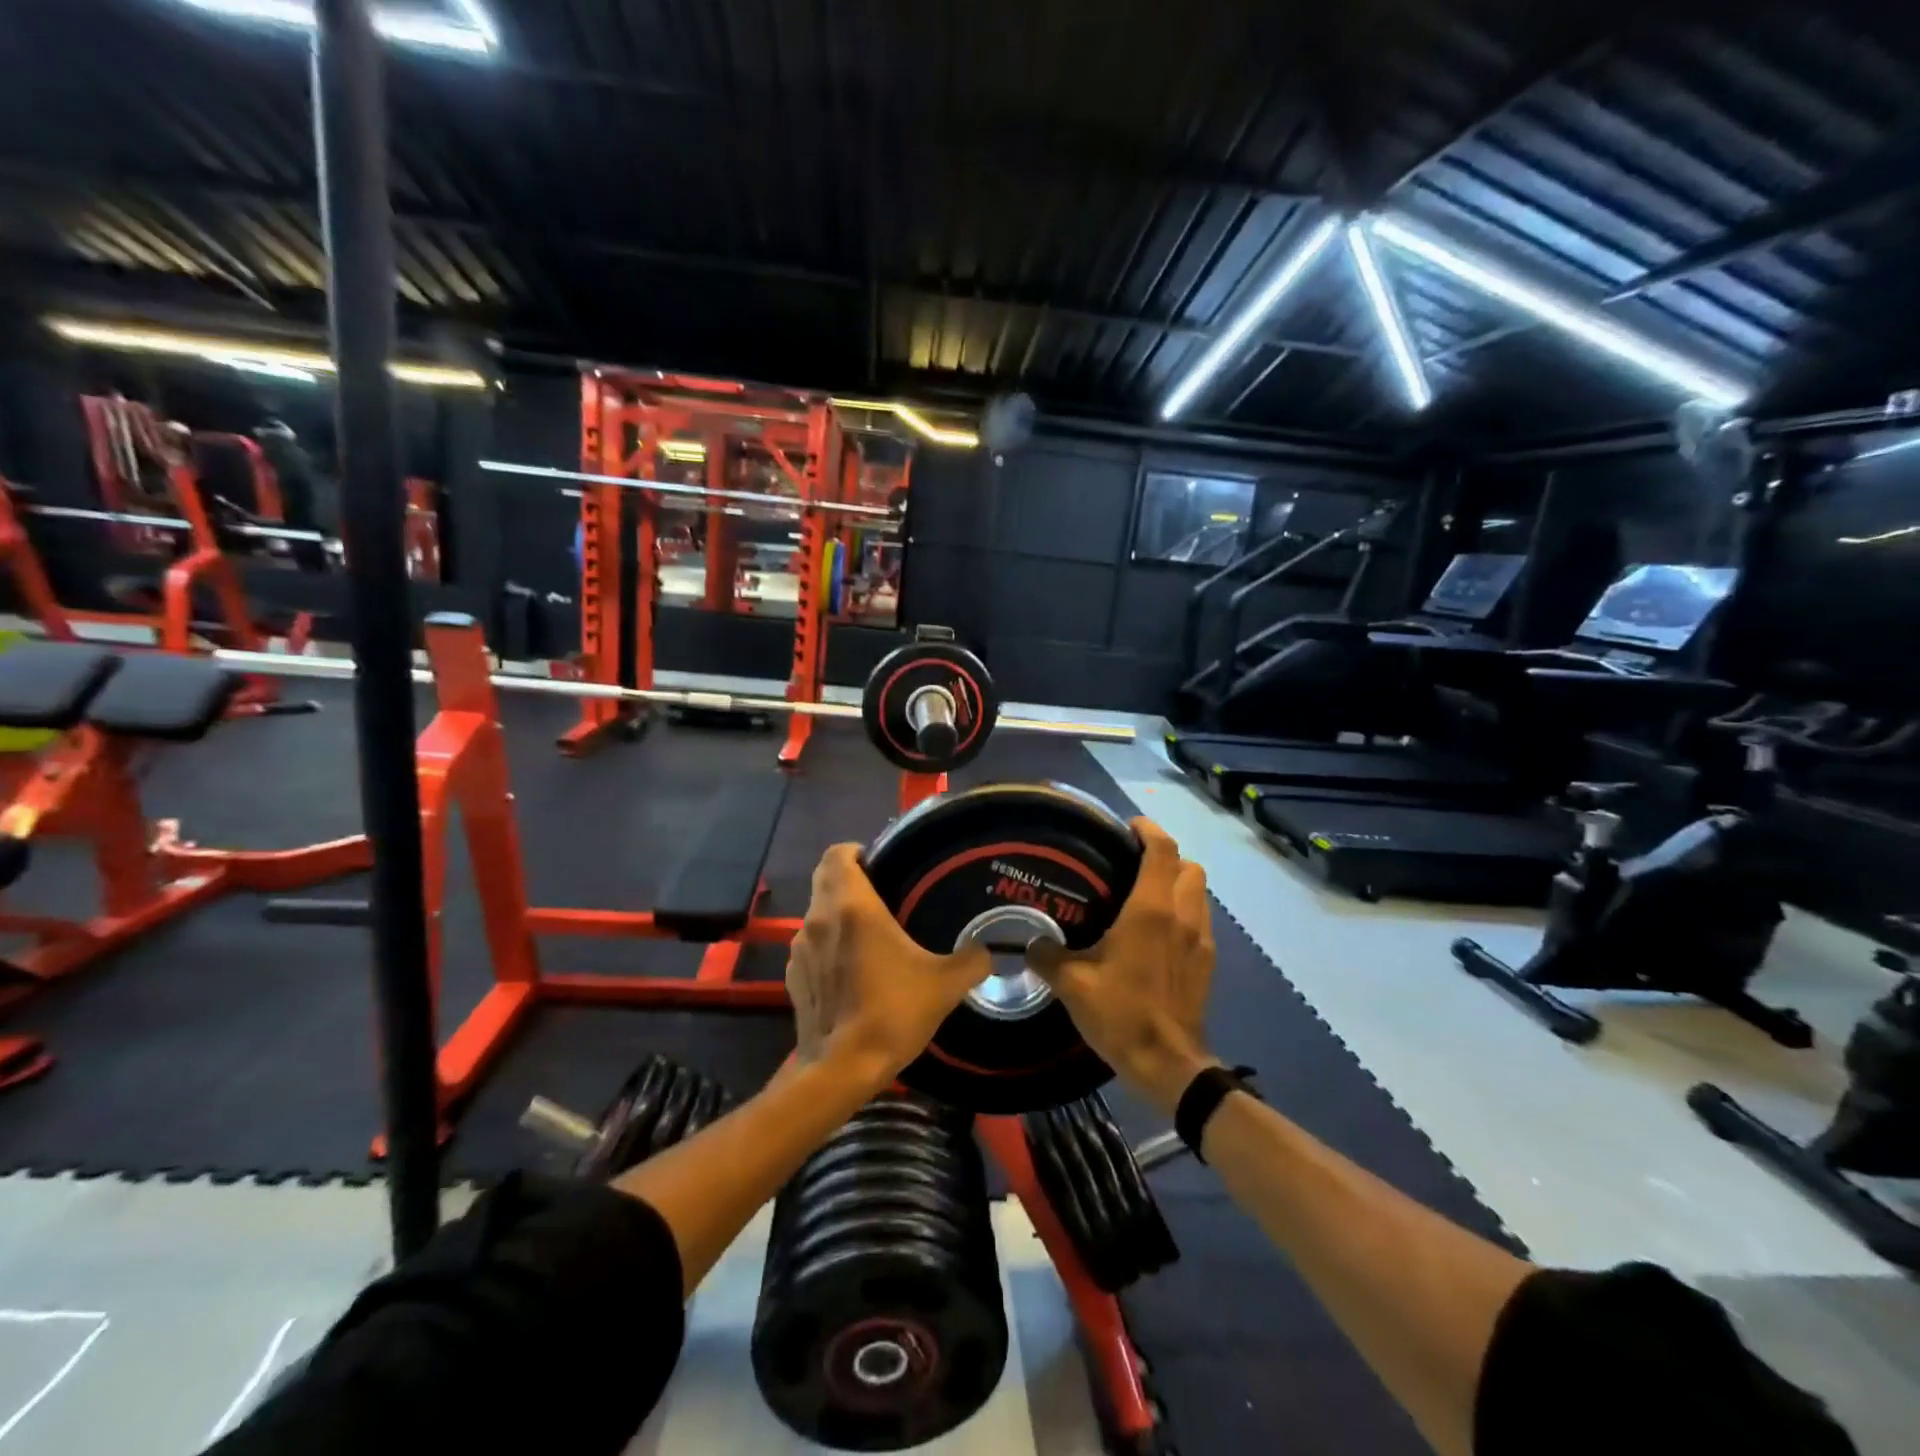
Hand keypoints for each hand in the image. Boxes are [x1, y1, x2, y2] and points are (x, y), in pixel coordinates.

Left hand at [787, 844, 990, 1094]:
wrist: (841, 1068)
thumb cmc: (892, 1012)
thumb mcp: (944, 984)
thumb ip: (972, 960)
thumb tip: (988, 950)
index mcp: (852, 906)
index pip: (837, 854)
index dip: (855, 851)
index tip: (879, 861)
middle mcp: (819, 918)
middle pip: (824, 878)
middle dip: (848, 877)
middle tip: (882, 891)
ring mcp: (799, 948)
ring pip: (816, 912)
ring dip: (836, 912)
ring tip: (869, 931)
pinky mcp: (793, 977)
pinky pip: (810, 945)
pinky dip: (827, 944)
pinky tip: (851, 968)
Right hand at [1030, 817, 1218, 1113]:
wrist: (1168, 1064)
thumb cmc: (1121, 1014)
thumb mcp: (1072, 985)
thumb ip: (1047, 956)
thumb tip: (1030, 941)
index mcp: (1150, 910)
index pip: (1161, 850)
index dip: (1148, 830)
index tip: (1128, 826)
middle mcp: (1182, 915)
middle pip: (1189, 865)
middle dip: (1167, 856)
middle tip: (1135, 863)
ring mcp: (1201, 939)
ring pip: (1199, 891)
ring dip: (1179, 883)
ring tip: (1147, 895)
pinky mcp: (1208, 962)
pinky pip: (1201, 919)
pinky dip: (1185, 911)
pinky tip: (1160, 933)